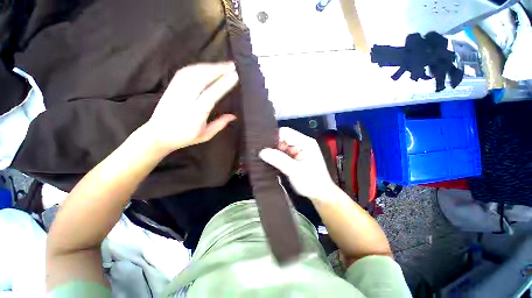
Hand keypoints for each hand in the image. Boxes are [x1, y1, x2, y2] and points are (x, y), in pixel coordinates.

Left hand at [145, 62, 238, 152]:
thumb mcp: (205, 135)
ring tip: (223, 65)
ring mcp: (176, 91)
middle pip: (201, 79)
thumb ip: (220, 125)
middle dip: (218, 70)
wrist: (157, 135)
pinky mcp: (171, 87)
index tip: (235, 76)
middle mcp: (185, 100)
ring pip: (193, 73)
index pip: (211, 95)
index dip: (223, 84)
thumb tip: (233, 116)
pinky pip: (185, 72)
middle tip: (232, 65)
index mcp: (195, 114)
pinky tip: (207, 66)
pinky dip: (198, 67)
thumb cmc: (184, 137)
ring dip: (209, 66)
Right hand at [259, 127, 338, 200]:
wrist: (321, 194)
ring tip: (270, 161)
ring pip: (282, 146)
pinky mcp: (297, 157)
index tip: (265, 148)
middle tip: (267, 156)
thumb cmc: (312, 183)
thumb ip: (279, 160)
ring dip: (276, 153)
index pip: (285, 132)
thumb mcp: (294, 171)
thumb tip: (263, 152)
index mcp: (305, 142)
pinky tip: (276, 164)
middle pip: (283, 139)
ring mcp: (300, 150)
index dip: (274, 139)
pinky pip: (285, 153)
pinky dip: (279, 157)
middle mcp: (303, 143)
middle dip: (274, 147)